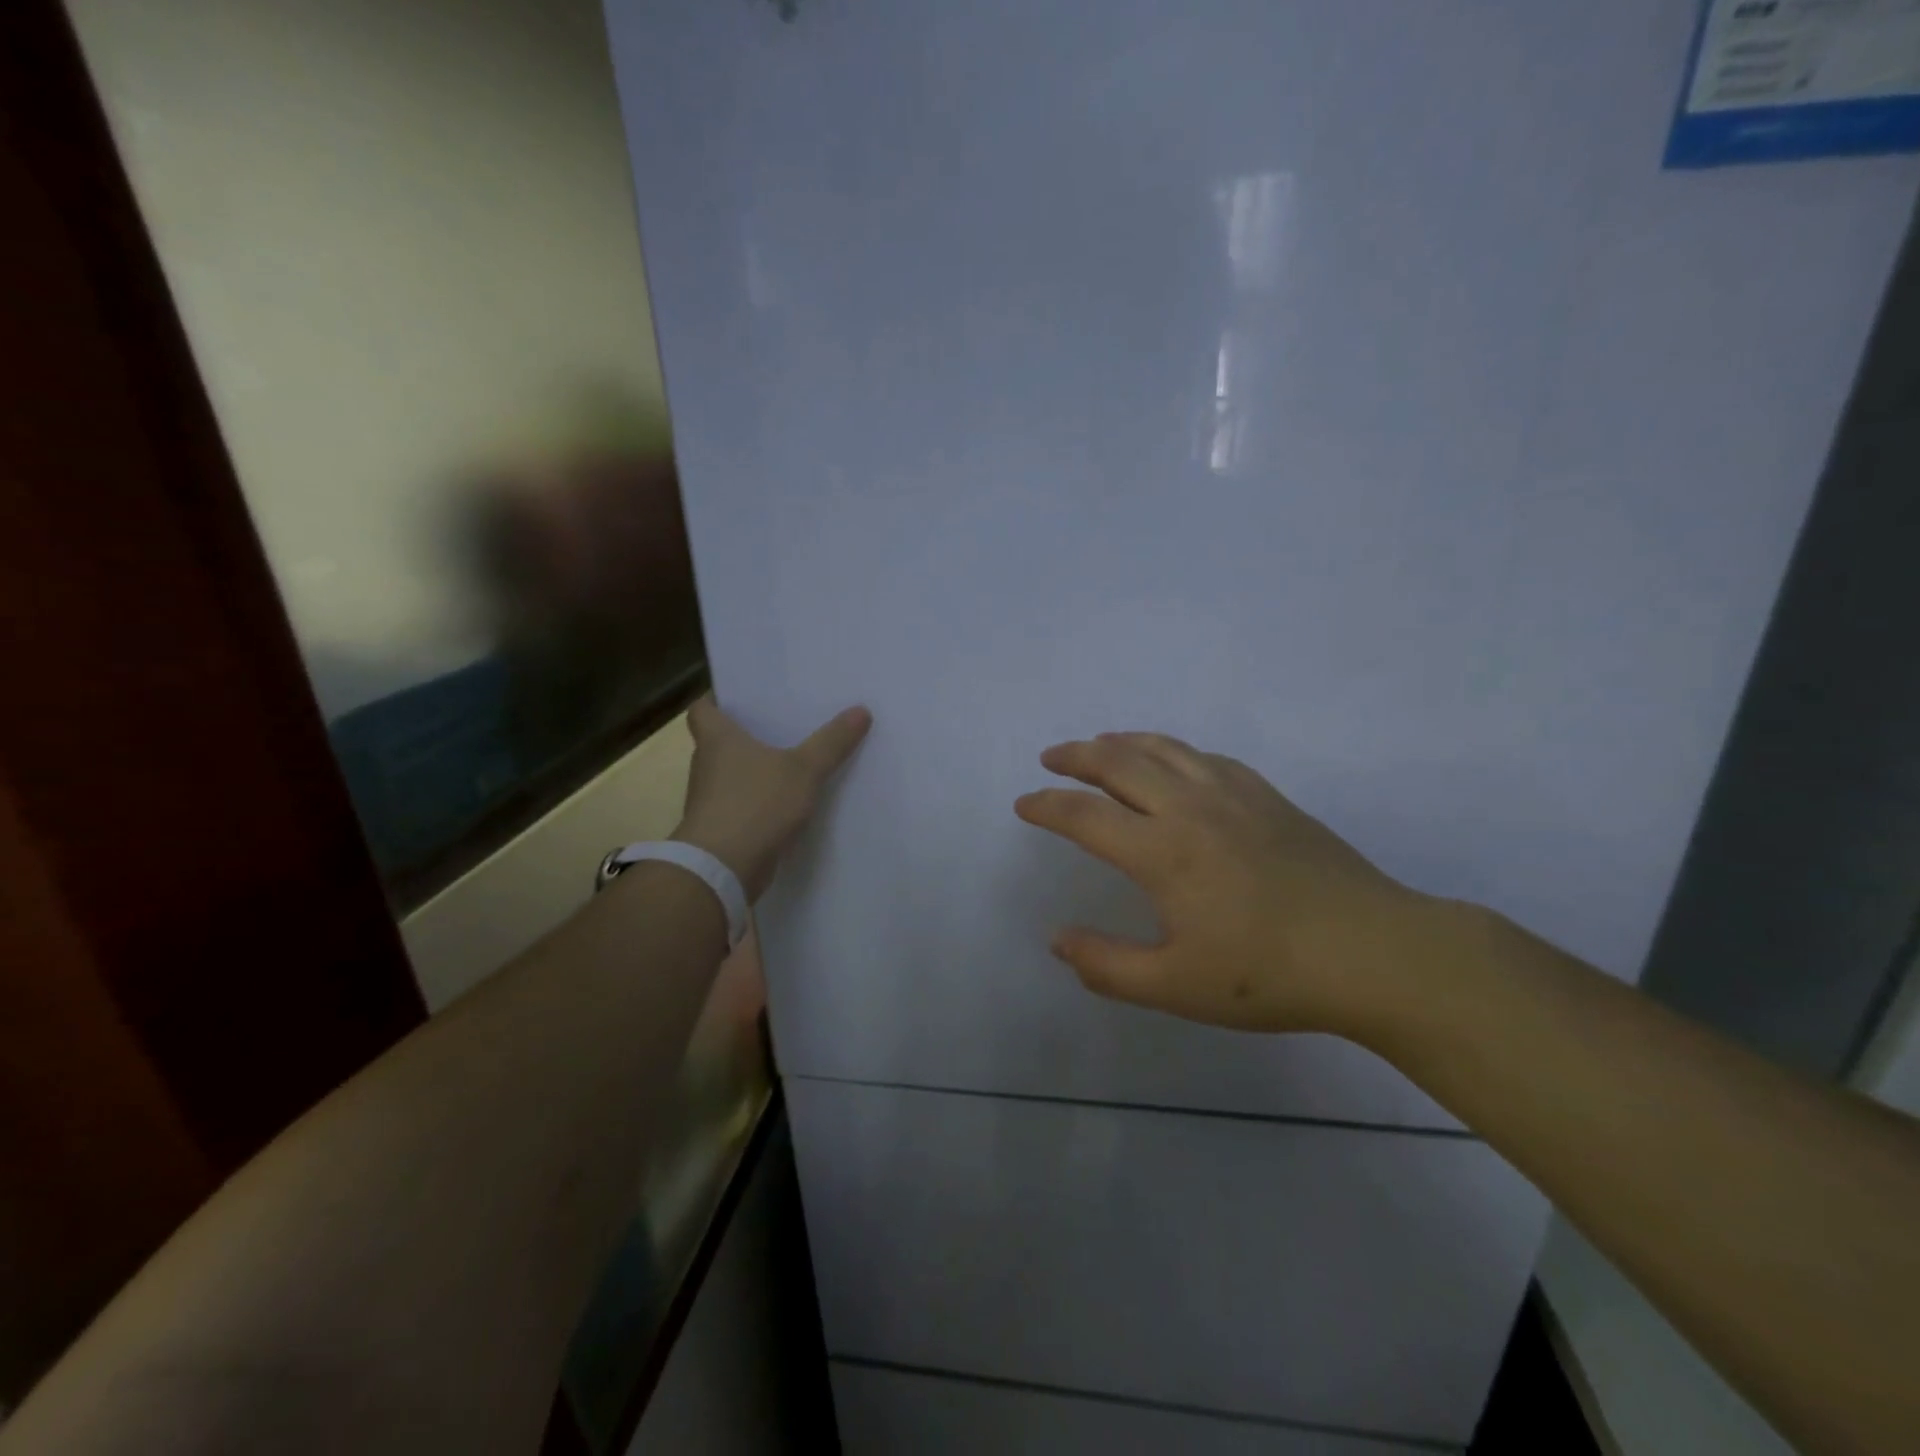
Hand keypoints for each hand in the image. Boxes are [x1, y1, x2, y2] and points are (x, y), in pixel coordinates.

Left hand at [673, 694, 871, 899]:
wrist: (722, 869)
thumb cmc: (756, 804)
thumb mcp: (804, 769)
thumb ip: (832, 742)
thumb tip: (861, 710)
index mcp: (717, 739)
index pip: (703, 708)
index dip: (719, 698)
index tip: (743, 695)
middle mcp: (707, 764)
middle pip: (721, 740)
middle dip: (748, 733)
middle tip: (784, 721)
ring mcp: (711, 799)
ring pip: (733, 774)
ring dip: (756, 768)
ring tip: (794, 758)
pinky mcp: (722, 828)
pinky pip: (743, 803)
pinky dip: (761, 800)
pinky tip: (790, 801)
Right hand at [1015, 732, 1428, 1034]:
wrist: (1374, 951)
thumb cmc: (1268, 974)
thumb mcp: (1175, 986)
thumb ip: (1107, 965)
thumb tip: (1058, 940)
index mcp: (1161, 851)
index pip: (1084, 816)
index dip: (1047, 807)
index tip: (1024, 804)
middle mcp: (1189, 808)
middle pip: (1119, 763)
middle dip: (1077, 756)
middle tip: (1051, 757)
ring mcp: (1233, 795)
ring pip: (1164, 749)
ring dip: (1122, 742)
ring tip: (1100, 744)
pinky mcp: (1267, 796)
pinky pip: (1205, 757)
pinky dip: (1172, 751)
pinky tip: (1173, 761)